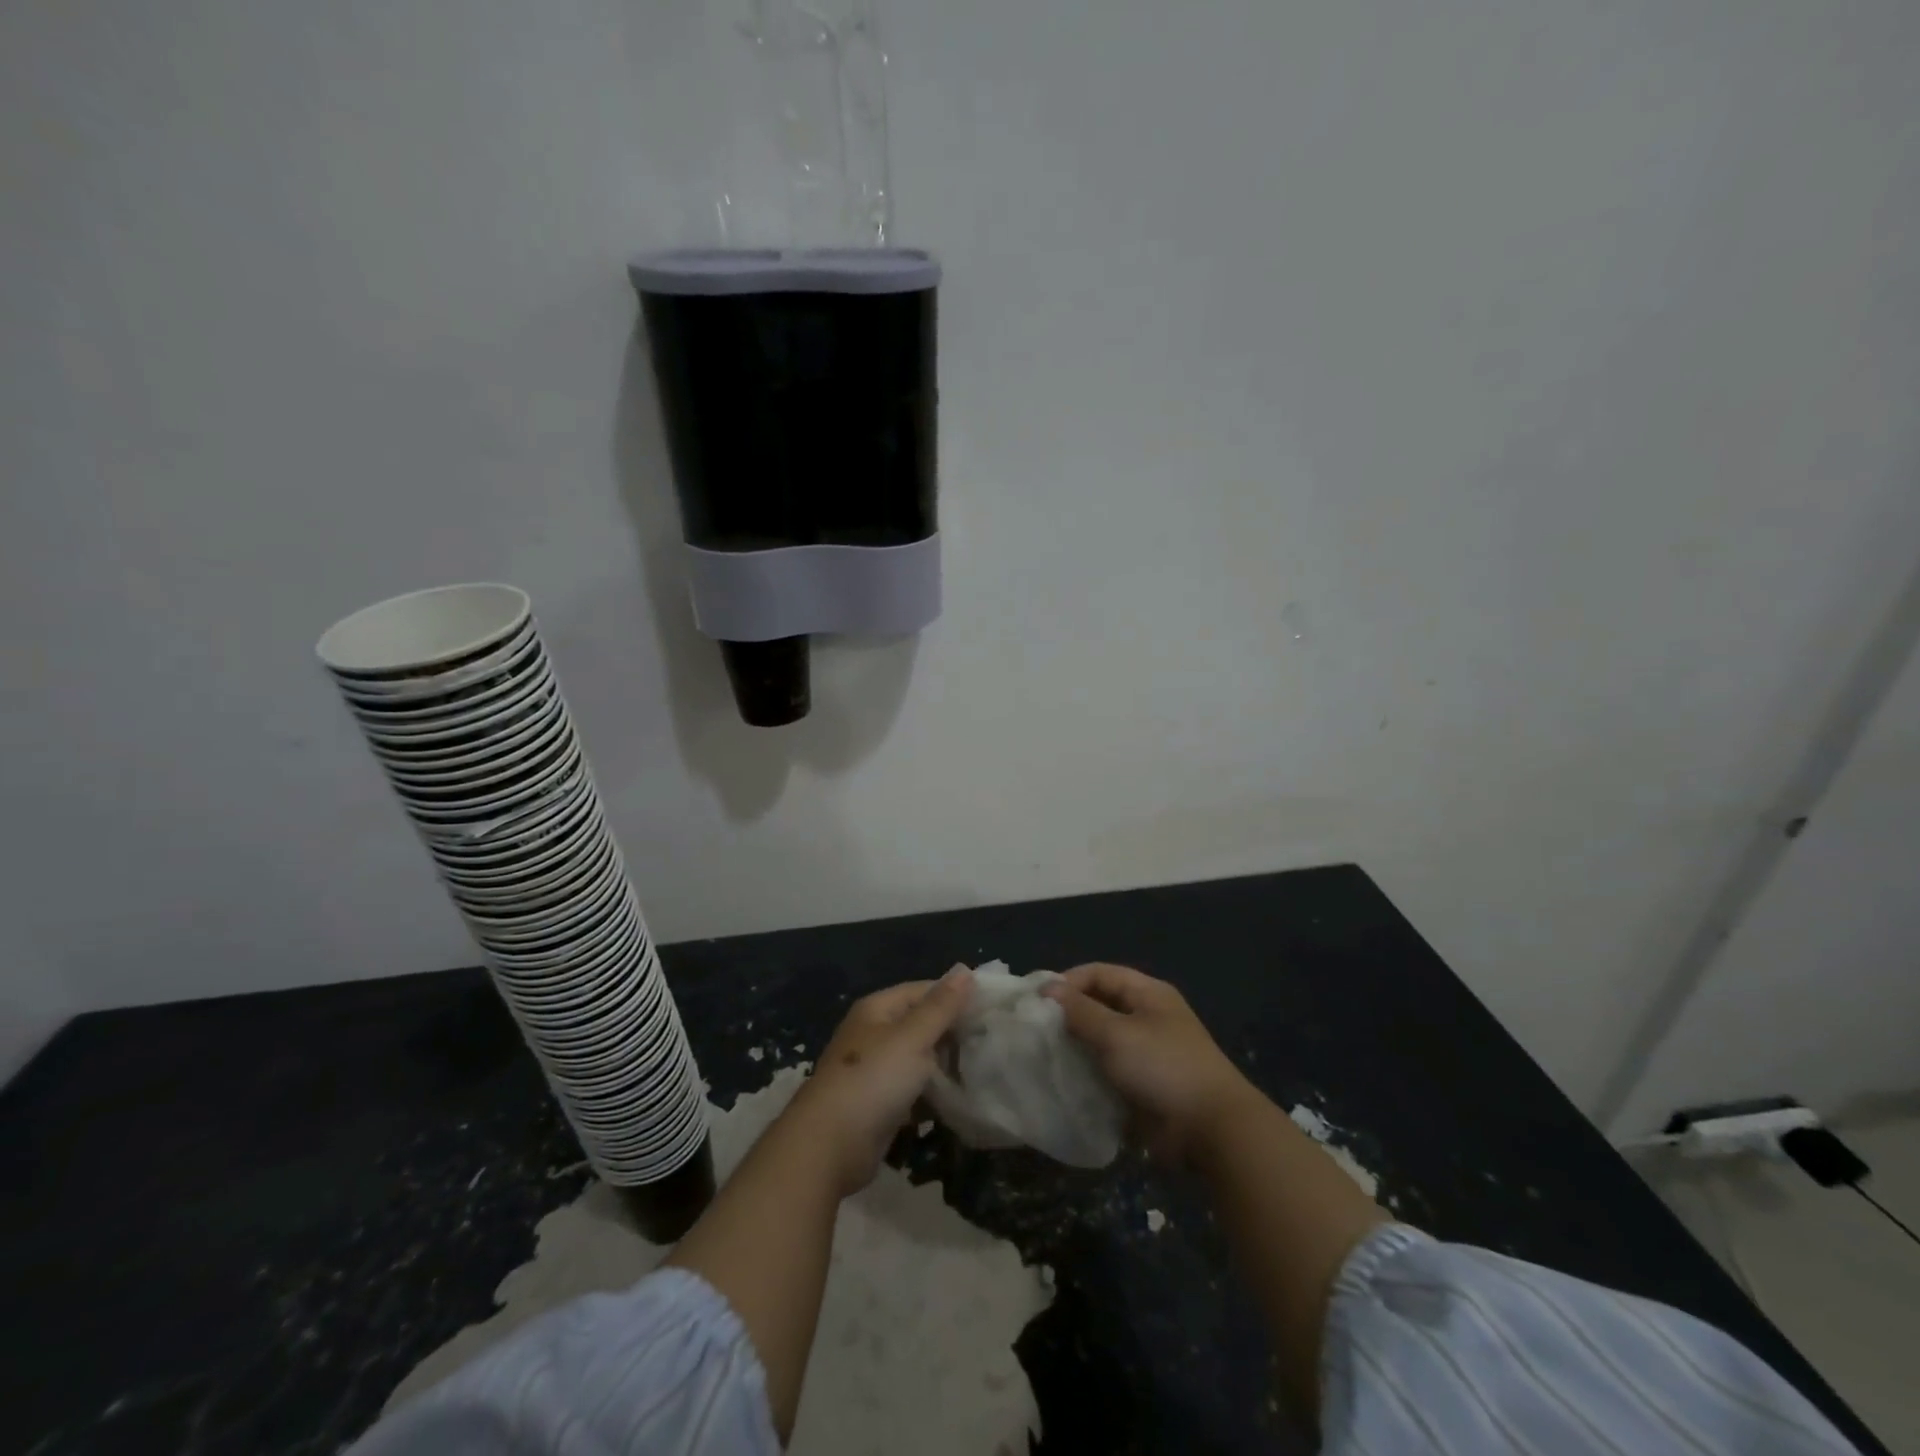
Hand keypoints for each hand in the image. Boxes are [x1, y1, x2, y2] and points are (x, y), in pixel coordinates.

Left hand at [785, 967, 973, 1196]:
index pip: (924, 991)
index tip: (991, 1009)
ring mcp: (875, 1070)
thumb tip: (965, 969)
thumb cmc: (873, 1080)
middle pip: (921, 1024)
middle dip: (953, 1033)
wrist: (828, 1146)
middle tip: (991, 1042)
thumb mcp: (913, 1037)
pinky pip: (913, 1090)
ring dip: (945, 1066)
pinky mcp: (878, 1104)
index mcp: (878, 1009)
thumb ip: (941, 1006)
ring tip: (982, 1071)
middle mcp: (874, 1034)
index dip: (955, 997)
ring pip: (919, 1060)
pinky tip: (959, 1101)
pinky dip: (932, 1094)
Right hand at [1045, 963, 1255, 1165]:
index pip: (1099, 973)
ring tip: (1045, 1056)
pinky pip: (1109, 1070)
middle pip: (1100, 1005)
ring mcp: (1147, 1052)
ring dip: (1076, 1046)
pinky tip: (1066, 1081)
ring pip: (1101, 1040)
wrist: (1210, 1130)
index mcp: (1147, 994)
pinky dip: (1089, 1073)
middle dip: (1069, 1015)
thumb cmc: (1163, 1067)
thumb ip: (1080, 1011)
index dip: (1068, 981)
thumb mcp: (1116, 1034)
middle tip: (1036, 1030)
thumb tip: (1049, 988)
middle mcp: (1147, 1017)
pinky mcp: (1144, 1085)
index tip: (1037, 1001)